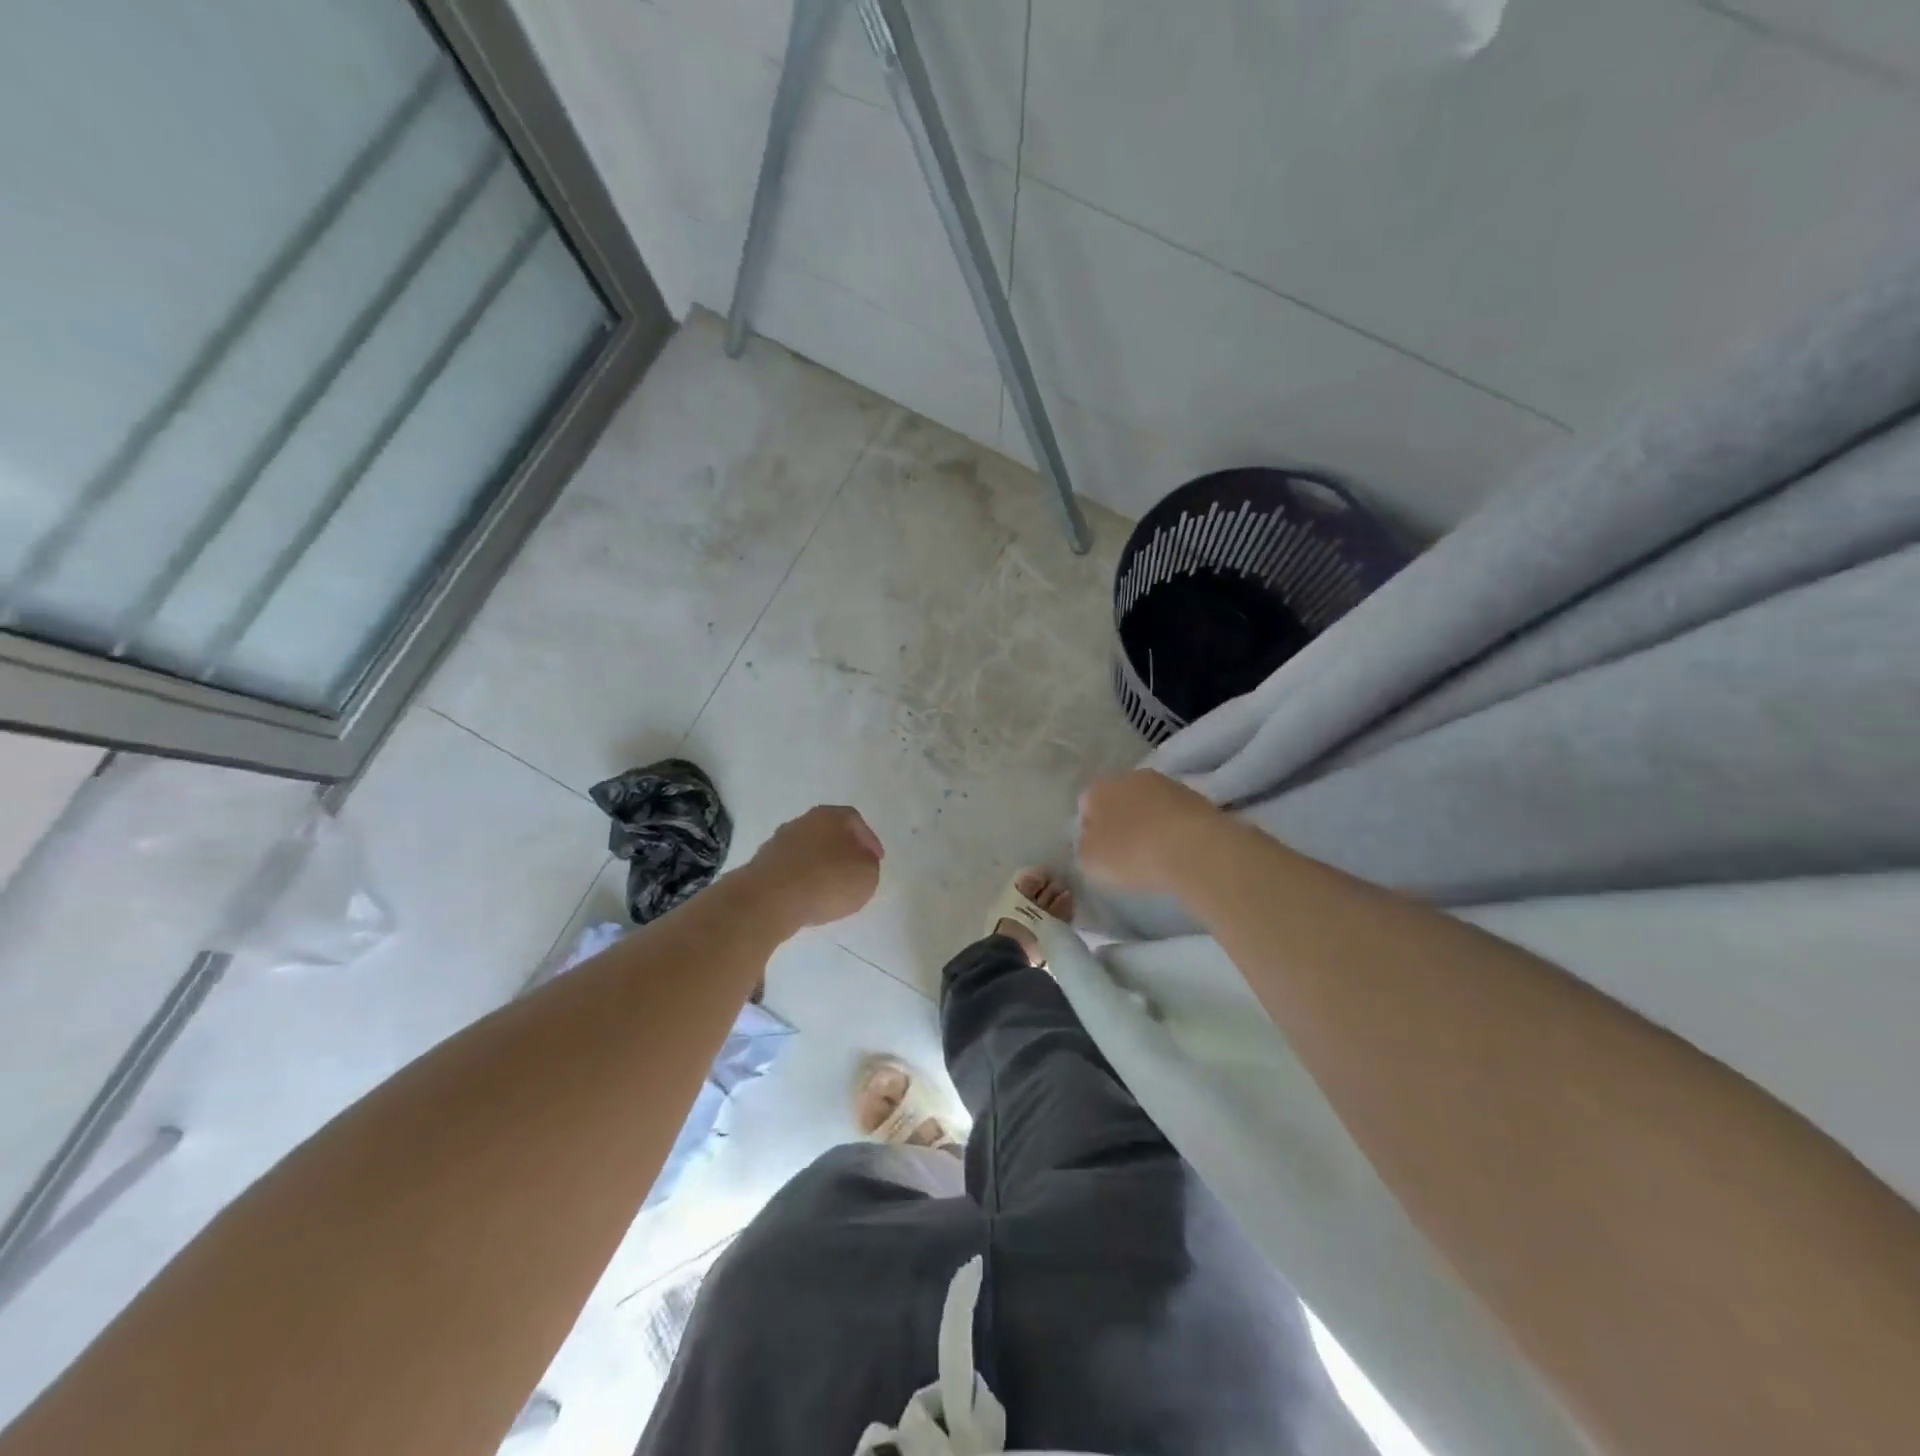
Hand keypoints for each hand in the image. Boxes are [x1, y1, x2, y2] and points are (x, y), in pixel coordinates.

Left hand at [747, 805, 883, 926]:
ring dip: (820, 865)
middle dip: (843, 850)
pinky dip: (802, 879)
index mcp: (830, 816)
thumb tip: (860, 862)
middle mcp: (803, 821)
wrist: (770, 899)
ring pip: (808, 850)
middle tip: (853, 870)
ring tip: (830, 888)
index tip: (876, 860)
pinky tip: (807, 896)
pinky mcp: (762, 865)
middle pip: (829, 832)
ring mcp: (778, 842)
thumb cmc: (827, 881)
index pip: (855, 821)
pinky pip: (791, 869)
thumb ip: (868, 865)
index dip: (869, 841)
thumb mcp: (867, 876)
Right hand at [1078, 769, 1220, 894]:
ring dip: (1149, 822)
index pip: (1086, 805)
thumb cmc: (1131, 853)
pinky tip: (1177, 849)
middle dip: (1120, 821)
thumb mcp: (1090, 862)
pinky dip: (1173, 828)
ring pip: (1149, 804)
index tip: (1099, 852)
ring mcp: (1166, 783)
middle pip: (1119, 799)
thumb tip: (1092, 842)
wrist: (1193, 848)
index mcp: (1099, 787)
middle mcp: (1130, 776)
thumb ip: (1085, 847)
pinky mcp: (1196, 796)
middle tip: (1125, 852)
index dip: (1090, 829)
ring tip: (1155, 853)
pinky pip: (1174, 813)